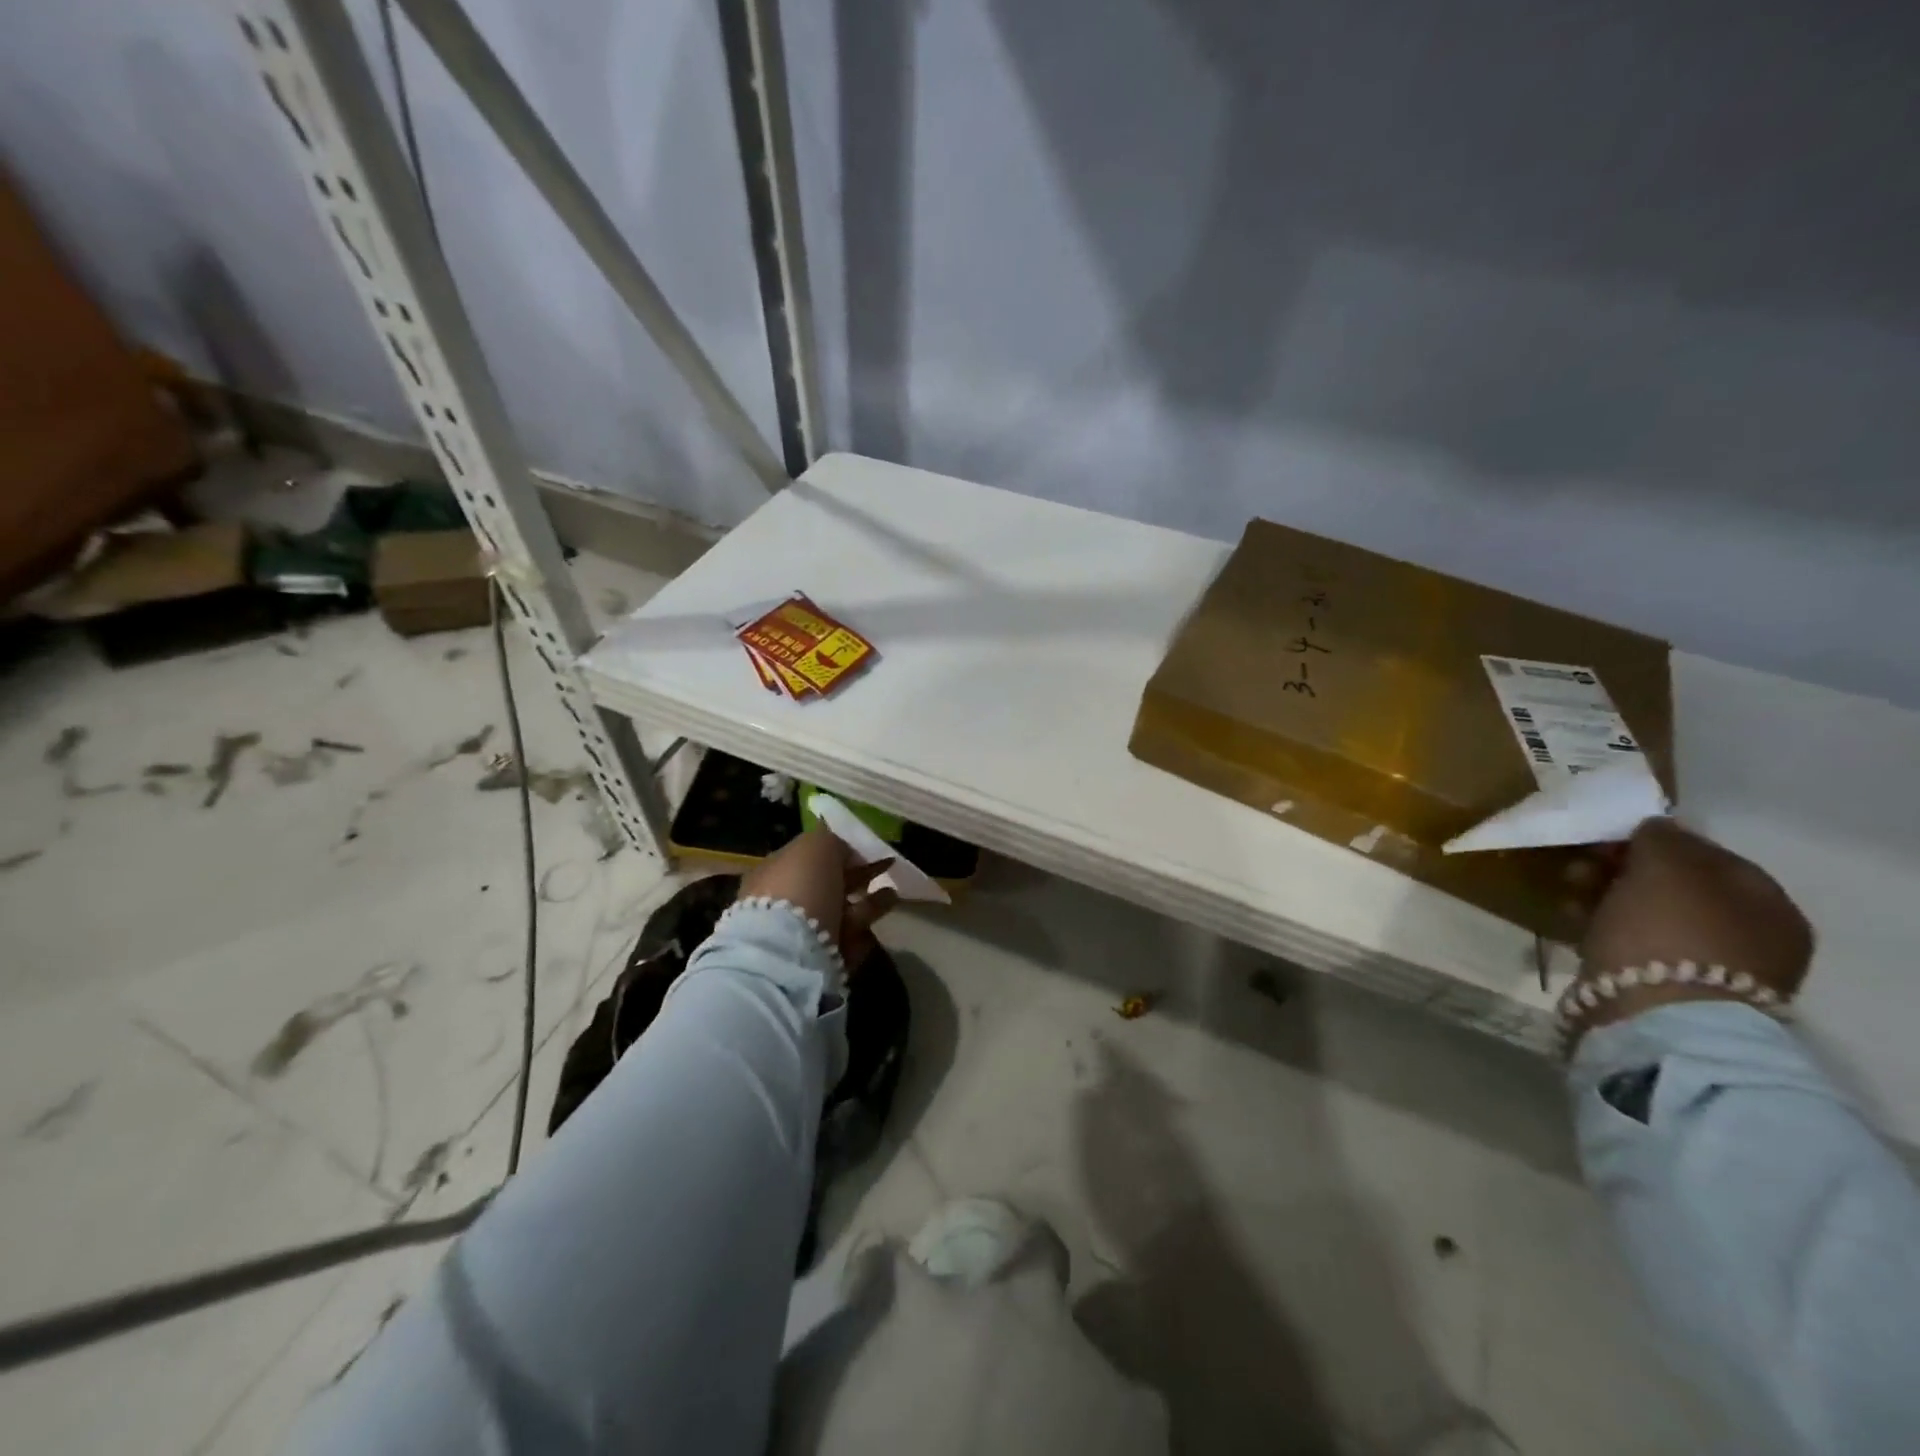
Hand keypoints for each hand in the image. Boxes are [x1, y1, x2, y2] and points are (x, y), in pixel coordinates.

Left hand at [738, 828, 898, 971]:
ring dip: (868, 903)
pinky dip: (864, 931)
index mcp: (775, 873)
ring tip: (893, 894)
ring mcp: (799, 936)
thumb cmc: (801, 888)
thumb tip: (844, 849)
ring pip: (840, 914)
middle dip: (857, 877)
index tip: (866, 851)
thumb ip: (832, 842)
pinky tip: (877, 928)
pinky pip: (846, 942)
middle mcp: (783, 904)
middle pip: (827, 886)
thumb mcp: (816, 847)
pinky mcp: (817, 963)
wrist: (789, 954)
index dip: (839, 851)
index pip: (809, 857)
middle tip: (884, 870)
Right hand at [1573, 819, 1812, 1040]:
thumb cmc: (1668, 931)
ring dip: (1606, 899)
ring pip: (1649, 916)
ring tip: (1568, 896)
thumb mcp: (1665, 867)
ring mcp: (1713, 969)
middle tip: (1579, 867)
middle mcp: (1752, 936)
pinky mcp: (1671, 992)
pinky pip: (1633, 945)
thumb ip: (1662, 839)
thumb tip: (1655, 827)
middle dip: (1622, 872)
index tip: (1604, 838)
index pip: (1705, 854)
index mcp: (1767, 903)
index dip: (1652, 840)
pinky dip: (1605, 931)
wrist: (1657, 1017)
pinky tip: (1575, 924)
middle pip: (1674, 887)